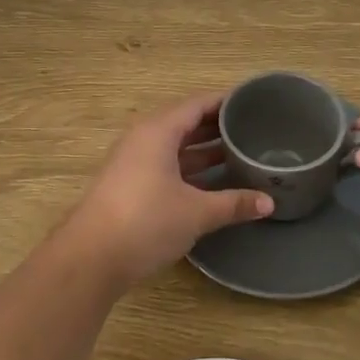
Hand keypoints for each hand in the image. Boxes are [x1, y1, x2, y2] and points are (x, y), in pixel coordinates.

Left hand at [66, 92, 273, 287]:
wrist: (90, 258)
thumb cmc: (145, 222)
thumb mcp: (196, 212)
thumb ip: (233, 203)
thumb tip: (269, 202)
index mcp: (158, 131)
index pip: (197, 104)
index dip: (225, 102)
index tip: (253, 102)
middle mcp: (144, 138)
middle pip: (185, 122)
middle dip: (217, 126)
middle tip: (253, 129)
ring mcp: (133, 162)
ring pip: (175, 146)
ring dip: (203, 149)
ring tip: (239, 152)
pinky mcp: (129, 185)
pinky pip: (166, 164)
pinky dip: (190, 167)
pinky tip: (212, 181)